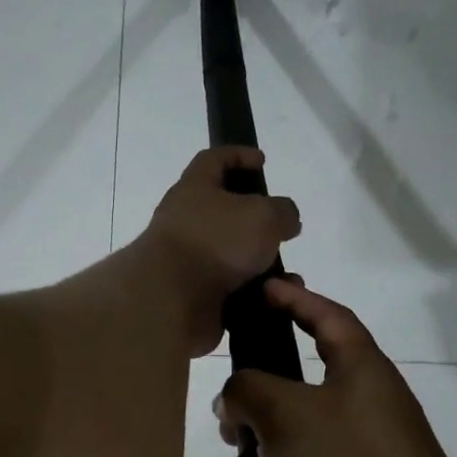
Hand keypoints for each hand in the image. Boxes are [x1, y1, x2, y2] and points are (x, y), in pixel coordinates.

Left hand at [140, 148, 301, 356]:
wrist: (171, 301)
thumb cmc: (216, 242)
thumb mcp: (264, 215)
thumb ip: (283, 211)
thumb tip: (285, 221)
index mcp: (194, 188)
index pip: (213, 159)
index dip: (238, 154)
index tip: (262, 161)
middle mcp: (185, 221)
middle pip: (223, 211)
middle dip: (255, 220)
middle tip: (280, 228)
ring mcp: (186, 260)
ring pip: (231, 256)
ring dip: (260, 264)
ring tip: (286, 276)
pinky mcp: (192, 294)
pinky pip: (230, 290)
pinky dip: (252, 294)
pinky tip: (271, 298)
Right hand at [209, 280, 456, 456]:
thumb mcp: (287, 414)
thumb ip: (249, 389)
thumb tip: (235, 397)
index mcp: (361, 375)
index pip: (329, 319)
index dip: (296, 300)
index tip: (263, 289)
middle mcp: (363, 415)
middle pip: (297, 396)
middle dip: (253, 412)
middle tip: (225, 425)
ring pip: (289, 456)